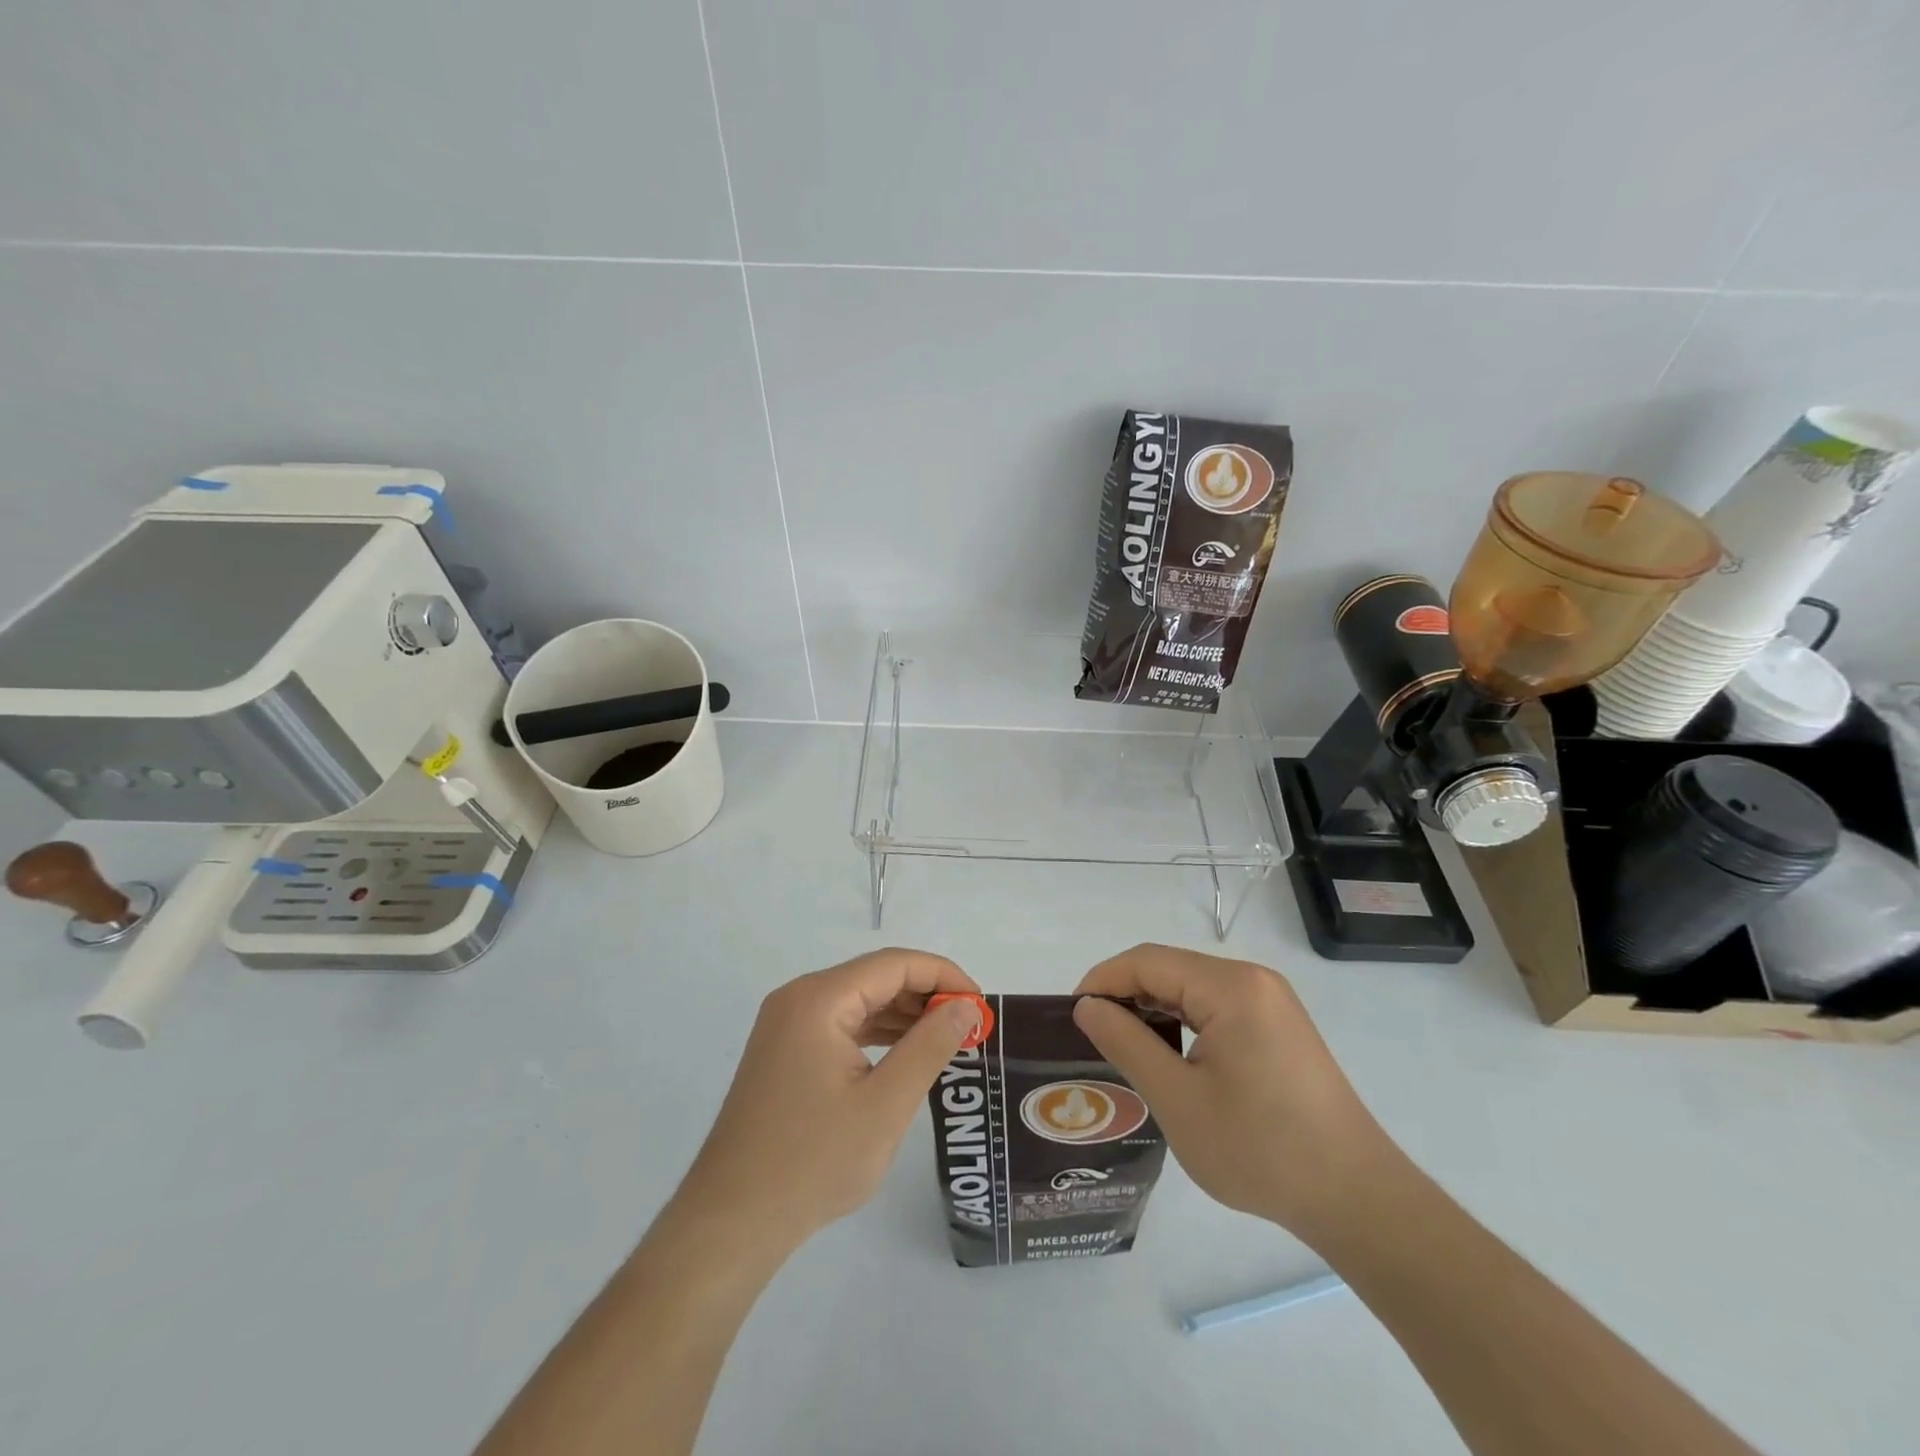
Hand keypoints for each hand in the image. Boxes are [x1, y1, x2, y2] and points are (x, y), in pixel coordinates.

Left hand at [674, 949, 981, 1248]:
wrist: (731, 1221)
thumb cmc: (812, 1162)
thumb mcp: (885, 1105)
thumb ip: (929, 1046)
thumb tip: (965, 1006)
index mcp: (818, 999)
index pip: (894, 964)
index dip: (943, 975)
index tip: (980, 1004)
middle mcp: (799, 999)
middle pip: (874, 977)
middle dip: (925, 995)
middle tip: (970, 1026)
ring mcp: (786, 1025)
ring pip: (858, 1000)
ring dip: (903, 1015)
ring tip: (948, 1039)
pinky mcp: (784, 1051)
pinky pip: (840, 1024)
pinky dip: (877, 1033)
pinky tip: (905, 1054)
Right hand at [1073, 944, 1399, 1242]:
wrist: (1356, 1198)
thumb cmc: (1260, 1149)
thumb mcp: (1178, 1099)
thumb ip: (1126, 1043)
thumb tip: (1086, 1007)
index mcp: (1230, 986)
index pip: (1147, 960)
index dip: (1103, 980)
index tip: (1071, 1015)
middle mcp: (1253, 980)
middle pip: (1170, 968)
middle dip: (1125, 994)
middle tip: (1091, 1035)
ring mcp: (1271, 1002)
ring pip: (1192, 988)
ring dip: (1153, 1008)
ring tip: (1122, 1046)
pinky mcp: (1279, 1026)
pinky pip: (1216, 1007)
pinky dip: (1183, 1021)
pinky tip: (1168, 1054)